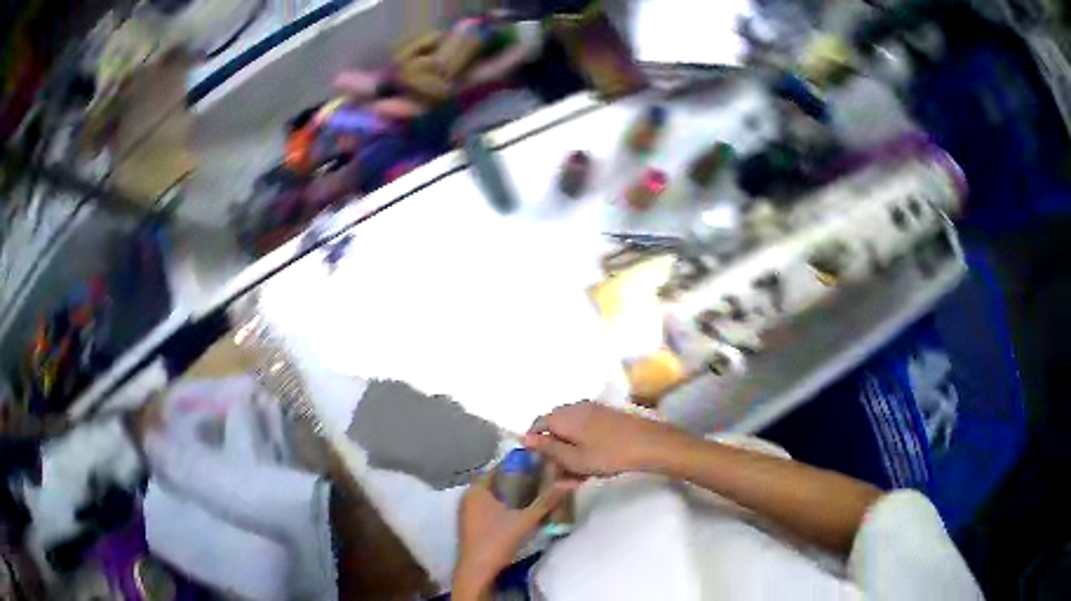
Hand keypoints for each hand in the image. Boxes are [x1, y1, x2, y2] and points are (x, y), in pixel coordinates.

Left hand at [453, 475, 574, 598]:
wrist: (477, 570)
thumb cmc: (497, 541)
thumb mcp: (525, 520)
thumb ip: (546, 501)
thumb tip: (569, 483)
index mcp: (476, 489)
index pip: (498, 468)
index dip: (518, 465)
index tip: (538, 465)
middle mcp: (468, 497)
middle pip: (495, 482)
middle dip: (517, 480)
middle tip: (540, 480)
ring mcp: (467, 512)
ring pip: (492, 496)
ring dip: (510, 495)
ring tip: (534, 494)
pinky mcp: (471, 524)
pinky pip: (488, 507)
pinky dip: (503, 506)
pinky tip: (519, 512)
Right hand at [524, 402, 686, 476]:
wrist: (648, 443)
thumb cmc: (607, 453)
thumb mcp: (573, 458)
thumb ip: (548, 448)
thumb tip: (525, 438)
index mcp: (562, 416)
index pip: (537, 425)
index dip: (535, 444)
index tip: (539, 464)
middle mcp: (575, 408)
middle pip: (555, 429)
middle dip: (555, 453)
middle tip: (561, 477)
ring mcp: (593, 410)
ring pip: (572, 432)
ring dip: (570, 453)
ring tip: (577, 477)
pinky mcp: (607, 416)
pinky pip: (587, 431)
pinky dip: (584, 447)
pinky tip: (592, 466)